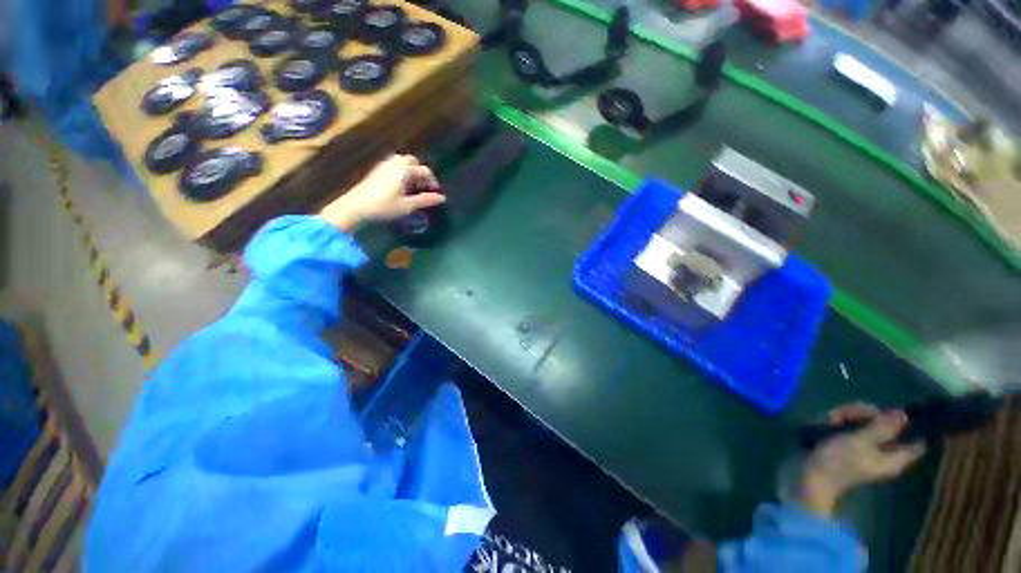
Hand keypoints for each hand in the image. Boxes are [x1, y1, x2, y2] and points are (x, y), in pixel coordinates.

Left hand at [319, 154, 444, 231]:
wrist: (356, 206)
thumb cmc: (385, 206)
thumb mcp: (408, 205)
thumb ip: (425, 200)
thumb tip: (442, 198)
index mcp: (404, 170)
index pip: (424, 171)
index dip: (432, 181)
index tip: (436, 193)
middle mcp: (395, 163)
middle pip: (413, 162)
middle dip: (421, 173)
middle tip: (424, 188)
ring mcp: (384, 165)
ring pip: (402, 163)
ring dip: (411, 172)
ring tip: (413, 188)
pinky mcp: (377, 171)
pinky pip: (394, 166)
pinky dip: (402, 173)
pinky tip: (401, 187)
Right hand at [798, 403, 925, 516]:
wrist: (809, 476)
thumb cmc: (838, 462)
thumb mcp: (860, 442)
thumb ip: (883, 428)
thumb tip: (904, 414)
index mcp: (894, 458)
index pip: (915, 442)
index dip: (911, 427)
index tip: (896, 412)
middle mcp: (883, 454)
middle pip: (886, 427)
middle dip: (867, 416)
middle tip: (849, 413)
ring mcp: (864, 450)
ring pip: (865, 425)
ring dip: (848, 416)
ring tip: (832, 418)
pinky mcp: (847, 447)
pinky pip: (850, 429)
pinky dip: (839, 422)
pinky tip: (826, 421)